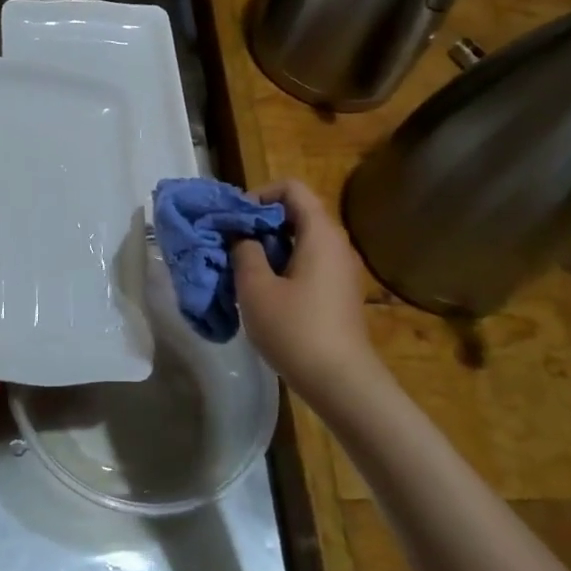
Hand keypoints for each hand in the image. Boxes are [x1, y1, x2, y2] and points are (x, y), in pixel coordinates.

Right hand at [231, 179, 375, 396]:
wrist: (340, 382)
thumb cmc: (295, 329)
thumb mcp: (256, 288)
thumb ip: (244, 251)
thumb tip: (241, 235)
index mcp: (320, 233)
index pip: (291, 188)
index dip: (259, 195)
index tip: (235, 220)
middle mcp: (336, 243)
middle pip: (296, 212)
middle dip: (259, 222)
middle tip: (230, 243)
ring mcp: (340, 269)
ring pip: (300, 240)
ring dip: (268, 247)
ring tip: (241, 268)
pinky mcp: (338, 292)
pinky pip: (308, 262)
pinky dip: (283, 265)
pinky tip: (262, 291)